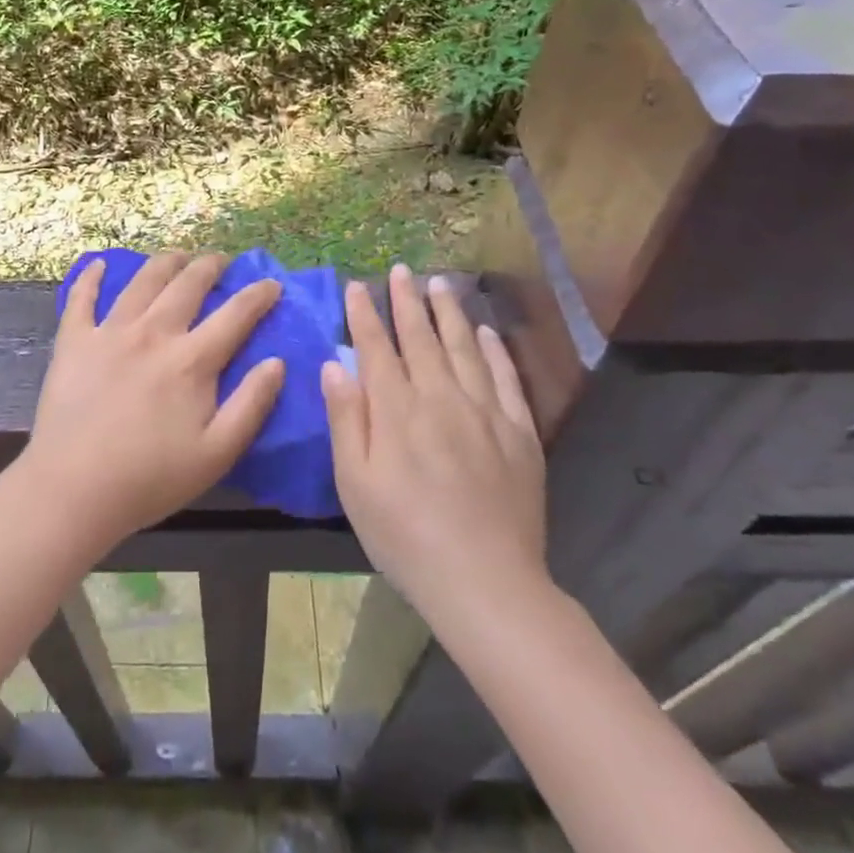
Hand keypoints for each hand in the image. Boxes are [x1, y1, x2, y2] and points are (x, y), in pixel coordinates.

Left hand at [21, 253, 284, 554]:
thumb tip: (277, 362)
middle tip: (221, 261)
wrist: (74, 489)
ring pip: (142, 281)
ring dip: (165, 262)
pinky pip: (82, 298)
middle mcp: (153, 333)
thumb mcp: (217, 453)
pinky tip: (98, 265)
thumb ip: (251, 404)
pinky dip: (91, 277)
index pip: (235, 315)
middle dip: (210, 267)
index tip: (272, 284)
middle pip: (187, 284)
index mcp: (191, 360)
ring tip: (177, 256)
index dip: (258, 295)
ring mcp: (110, 332)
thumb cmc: (150, 478)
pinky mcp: (74, 341)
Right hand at [322, 264, 547, 622]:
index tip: (357, 286)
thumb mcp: (356, 484)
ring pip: (463, 347)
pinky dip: (493, 350)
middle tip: (400, 270)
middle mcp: (440, 398)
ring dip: (449, 312)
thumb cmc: (404, 536)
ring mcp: (484, 412)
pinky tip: (485, 331)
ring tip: (440, 283)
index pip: (377, 348)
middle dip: (406, 301)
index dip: (365, 314)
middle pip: (421, 338)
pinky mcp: (519, 432)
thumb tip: (334, 365)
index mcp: (397, 410)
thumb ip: (346, 419)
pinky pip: (505, 379)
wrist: (485, 582)